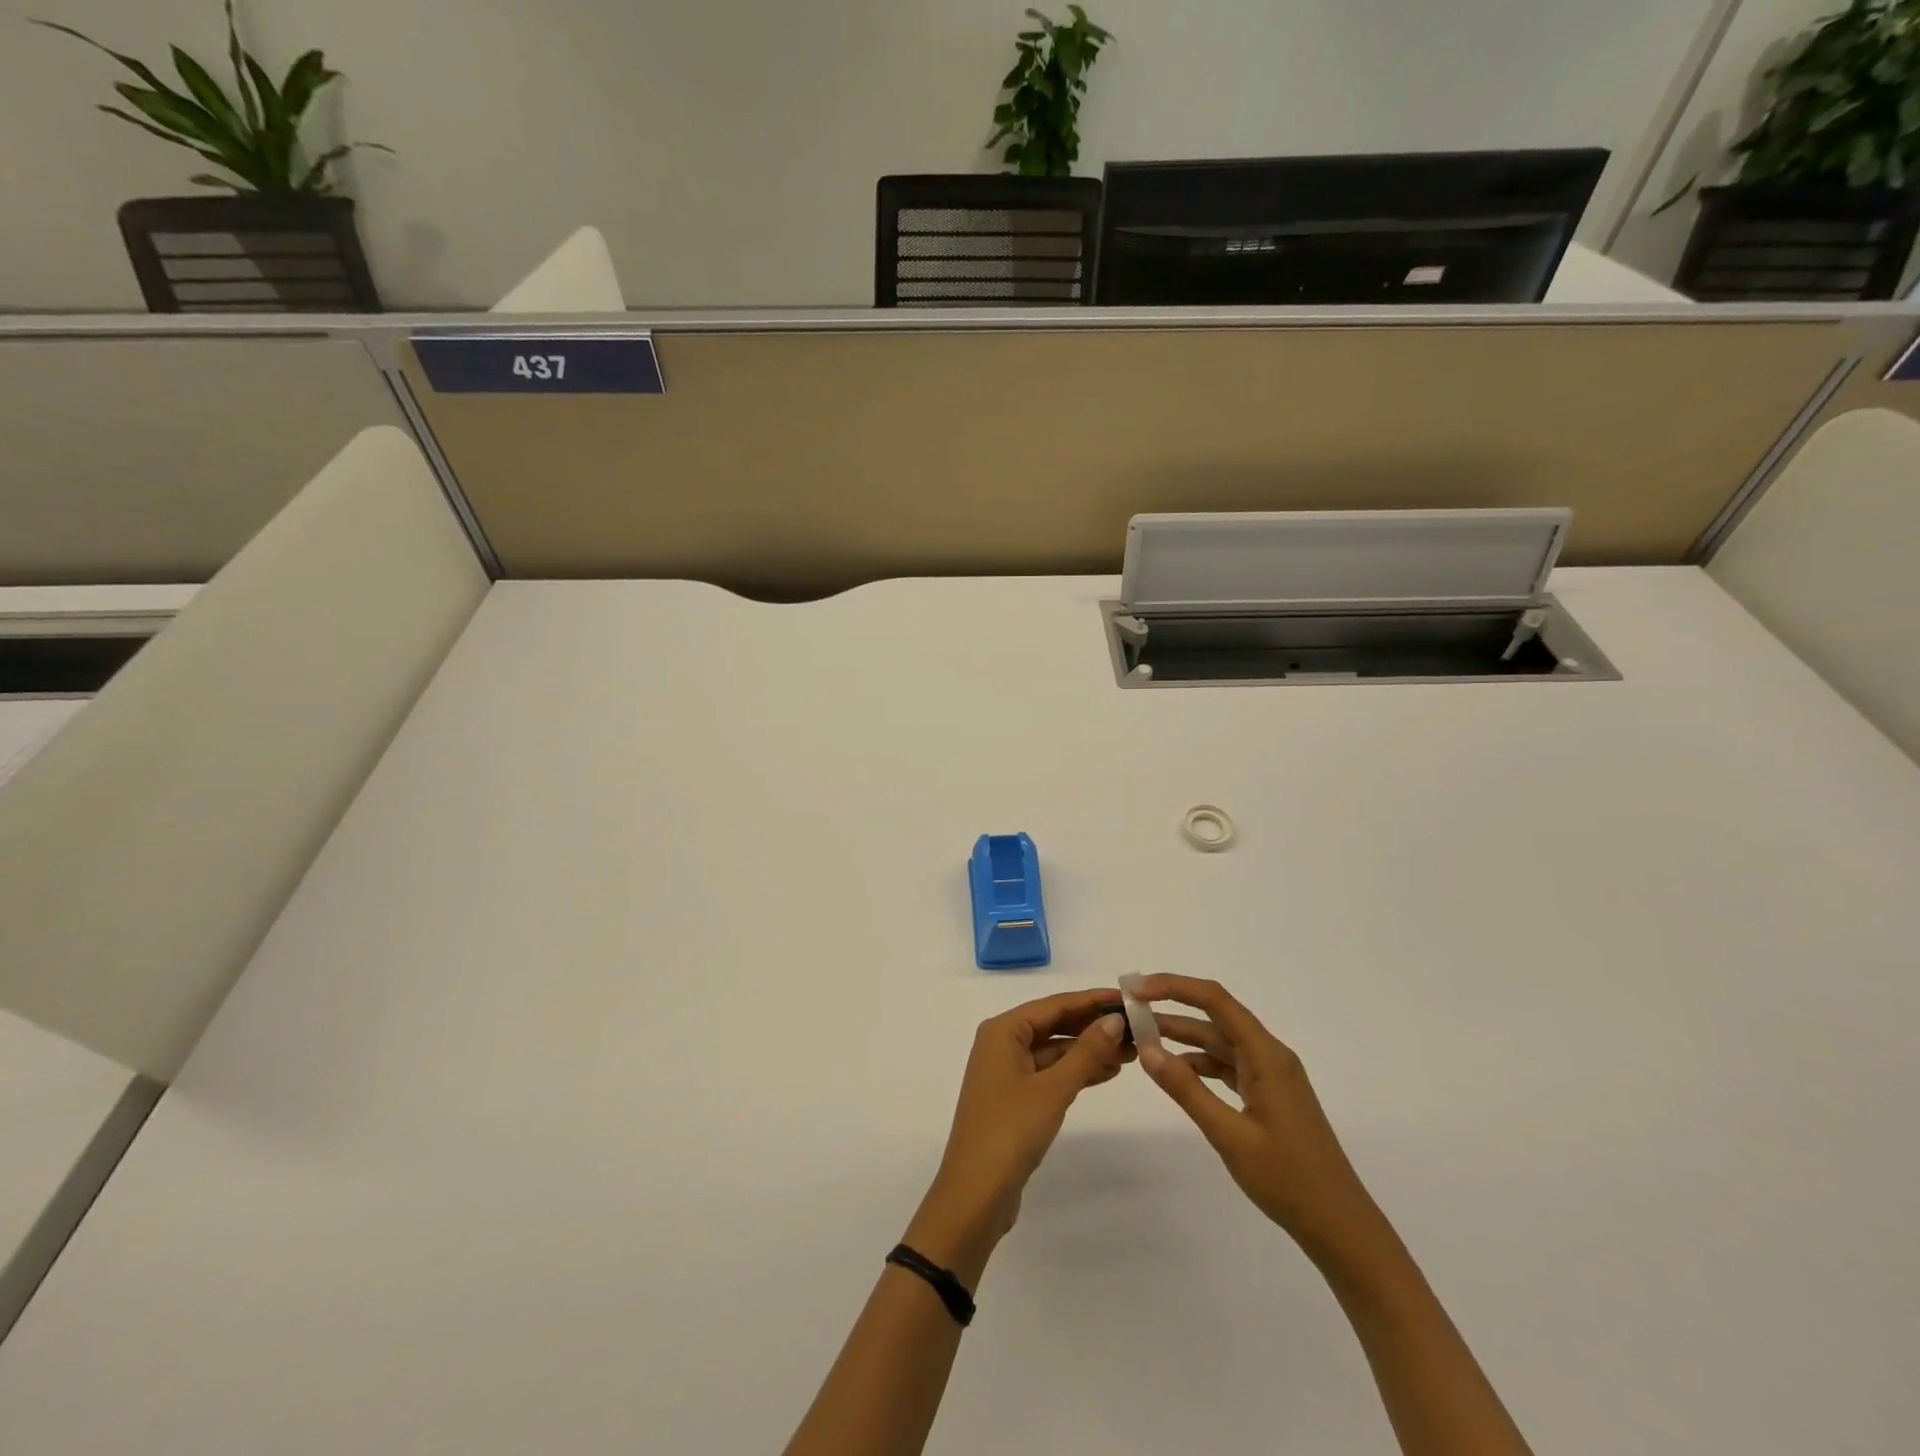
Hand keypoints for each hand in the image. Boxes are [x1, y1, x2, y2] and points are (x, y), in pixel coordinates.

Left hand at [905, 989, 1130, 1285]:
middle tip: (1136, 1027)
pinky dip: (1076, 1072)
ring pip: (1055, 1051)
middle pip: (1054, 1025)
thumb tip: (1114, 1020)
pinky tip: (1107, 1072)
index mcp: (1003, 1031)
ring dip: (1089, 1050)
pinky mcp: (1015, 1099)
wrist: (976, 1194)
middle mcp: (1002, 1044)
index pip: (1054, 1005)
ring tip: (1131, 1051)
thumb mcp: (1053, 1089)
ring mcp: (1007, 1072)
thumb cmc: (1011, 1130)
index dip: (1091, 1000)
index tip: (1126, 997)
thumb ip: (1086, 1052)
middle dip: (1093, 1026)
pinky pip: (1051, 1073)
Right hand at [1132, 974, 1381, 1262]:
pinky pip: (1228, 1065)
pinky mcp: (1269, 1096)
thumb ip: (1187, 1090)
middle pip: (1216, 1017)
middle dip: (1173, 1009)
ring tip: (1144, 1038)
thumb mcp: (1230, 1135)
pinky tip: (1176, 1071)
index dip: (1174, 988)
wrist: (1341, 1228)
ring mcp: (1271, 1076)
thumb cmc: (1288, 1179)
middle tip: (1131, 1010)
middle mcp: (1270, 1055)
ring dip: (1183, 1037)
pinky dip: (1200, 1063)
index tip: (1137, 990)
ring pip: (1220, 1042)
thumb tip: (1147, 1049)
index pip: (1215, 1001)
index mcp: (1266, 1055)